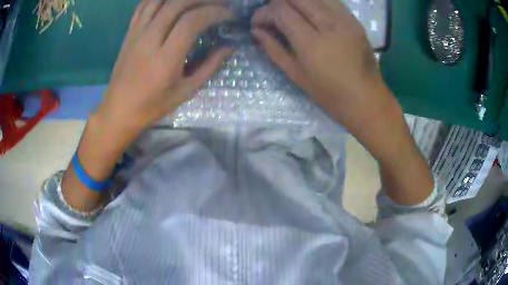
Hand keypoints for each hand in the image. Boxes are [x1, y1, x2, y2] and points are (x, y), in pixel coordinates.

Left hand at [95, 0, 233, 143]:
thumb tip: (229, 47)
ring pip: (160, 0)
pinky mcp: (129, 33)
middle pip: (178, 3)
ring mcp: (137, 33)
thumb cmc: (152, 106)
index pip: (192, 21)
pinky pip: (144, 5)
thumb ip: (209, 66)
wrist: (118, 110)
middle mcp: (149, 39)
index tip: (229, 15)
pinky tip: (172, 1)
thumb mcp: (185, 92)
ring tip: (197, 1)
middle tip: (219, 3)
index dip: (215, 12)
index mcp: (165, 58)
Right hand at [251, 0, 397, 133]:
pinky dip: (314, 1)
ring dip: (295, 1)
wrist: (367, 98)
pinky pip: (330, 0)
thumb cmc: (330, 94)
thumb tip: (256, 31)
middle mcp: (329, 24)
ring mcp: (345, 19)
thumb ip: (274, 49)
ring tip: (289, 12)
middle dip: (277, 3)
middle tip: (272, 16)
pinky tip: (309, 11)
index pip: (281, 11)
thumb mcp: (297, 75)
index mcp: (312, 43)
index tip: (257, 23)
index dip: (263, 13)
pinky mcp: (354, 19)